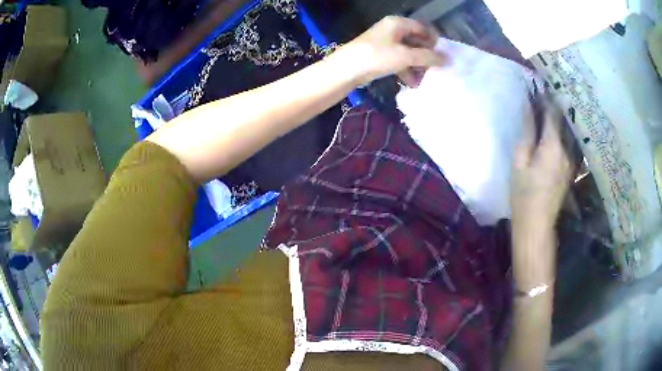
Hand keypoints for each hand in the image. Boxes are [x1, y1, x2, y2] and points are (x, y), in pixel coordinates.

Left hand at [334, 16, 444, 86]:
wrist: (346, 69)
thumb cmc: (377, 57)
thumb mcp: (405, 56)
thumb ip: (428, 57)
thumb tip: (447, 59)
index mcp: (398, 23)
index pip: (423, 28)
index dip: (434, 41)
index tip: (443, 56)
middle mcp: (392, 30)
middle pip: (416, 41)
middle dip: (426, 56)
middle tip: (437, 70)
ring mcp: (385, 43)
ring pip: (408, 52)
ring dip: (417, 66)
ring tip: (426, 80)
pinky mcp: (380, 55)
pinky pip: (398, 60)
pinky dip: (406, 70)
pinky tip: (412, 83)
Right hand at [511, 103, 571, 231]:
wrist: (537, 224)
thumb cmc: (523, 194)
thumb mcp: (519, 161)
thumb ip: (527, 132)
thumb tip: (528, 108)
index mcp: (552, 146)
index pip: (552, 113)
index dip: (546, 98)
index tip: (539, 85)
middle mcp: (566, 150)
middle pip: (562, 121)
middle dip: (554, 106)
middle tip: (544, 93)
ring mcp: (571, 161)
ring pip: (567, 132)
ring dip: (559, 119)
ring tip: (549, 109)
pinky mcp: (570, 169)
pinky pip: (568, 144)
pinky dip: (561, 133)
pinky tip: (554, 131)